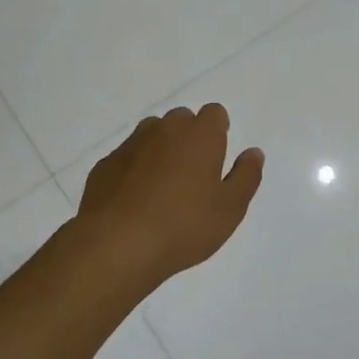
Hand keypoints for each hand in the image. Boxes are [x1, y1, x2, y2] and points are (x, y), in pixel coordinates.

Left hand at [77, 104, 264, 282]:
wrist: (116, 245)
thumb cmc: (184, 226)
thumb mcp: (230, 209)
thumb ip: (246, 177)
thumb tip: (253, 153)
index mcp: (200, 136)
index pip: (214, 113)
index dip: (218, 130)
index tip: (218, 154)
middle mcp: (165, 130)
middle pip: (181, 119)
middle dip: (189, 137)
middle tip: (193, 174)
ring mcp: (131, 145)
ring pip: (151, 133)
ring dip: (160, 148)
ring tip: (163, 185)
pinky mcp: (105, 164)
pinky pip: (127, 156)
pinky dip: (134, 168)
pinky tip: (135, 198)